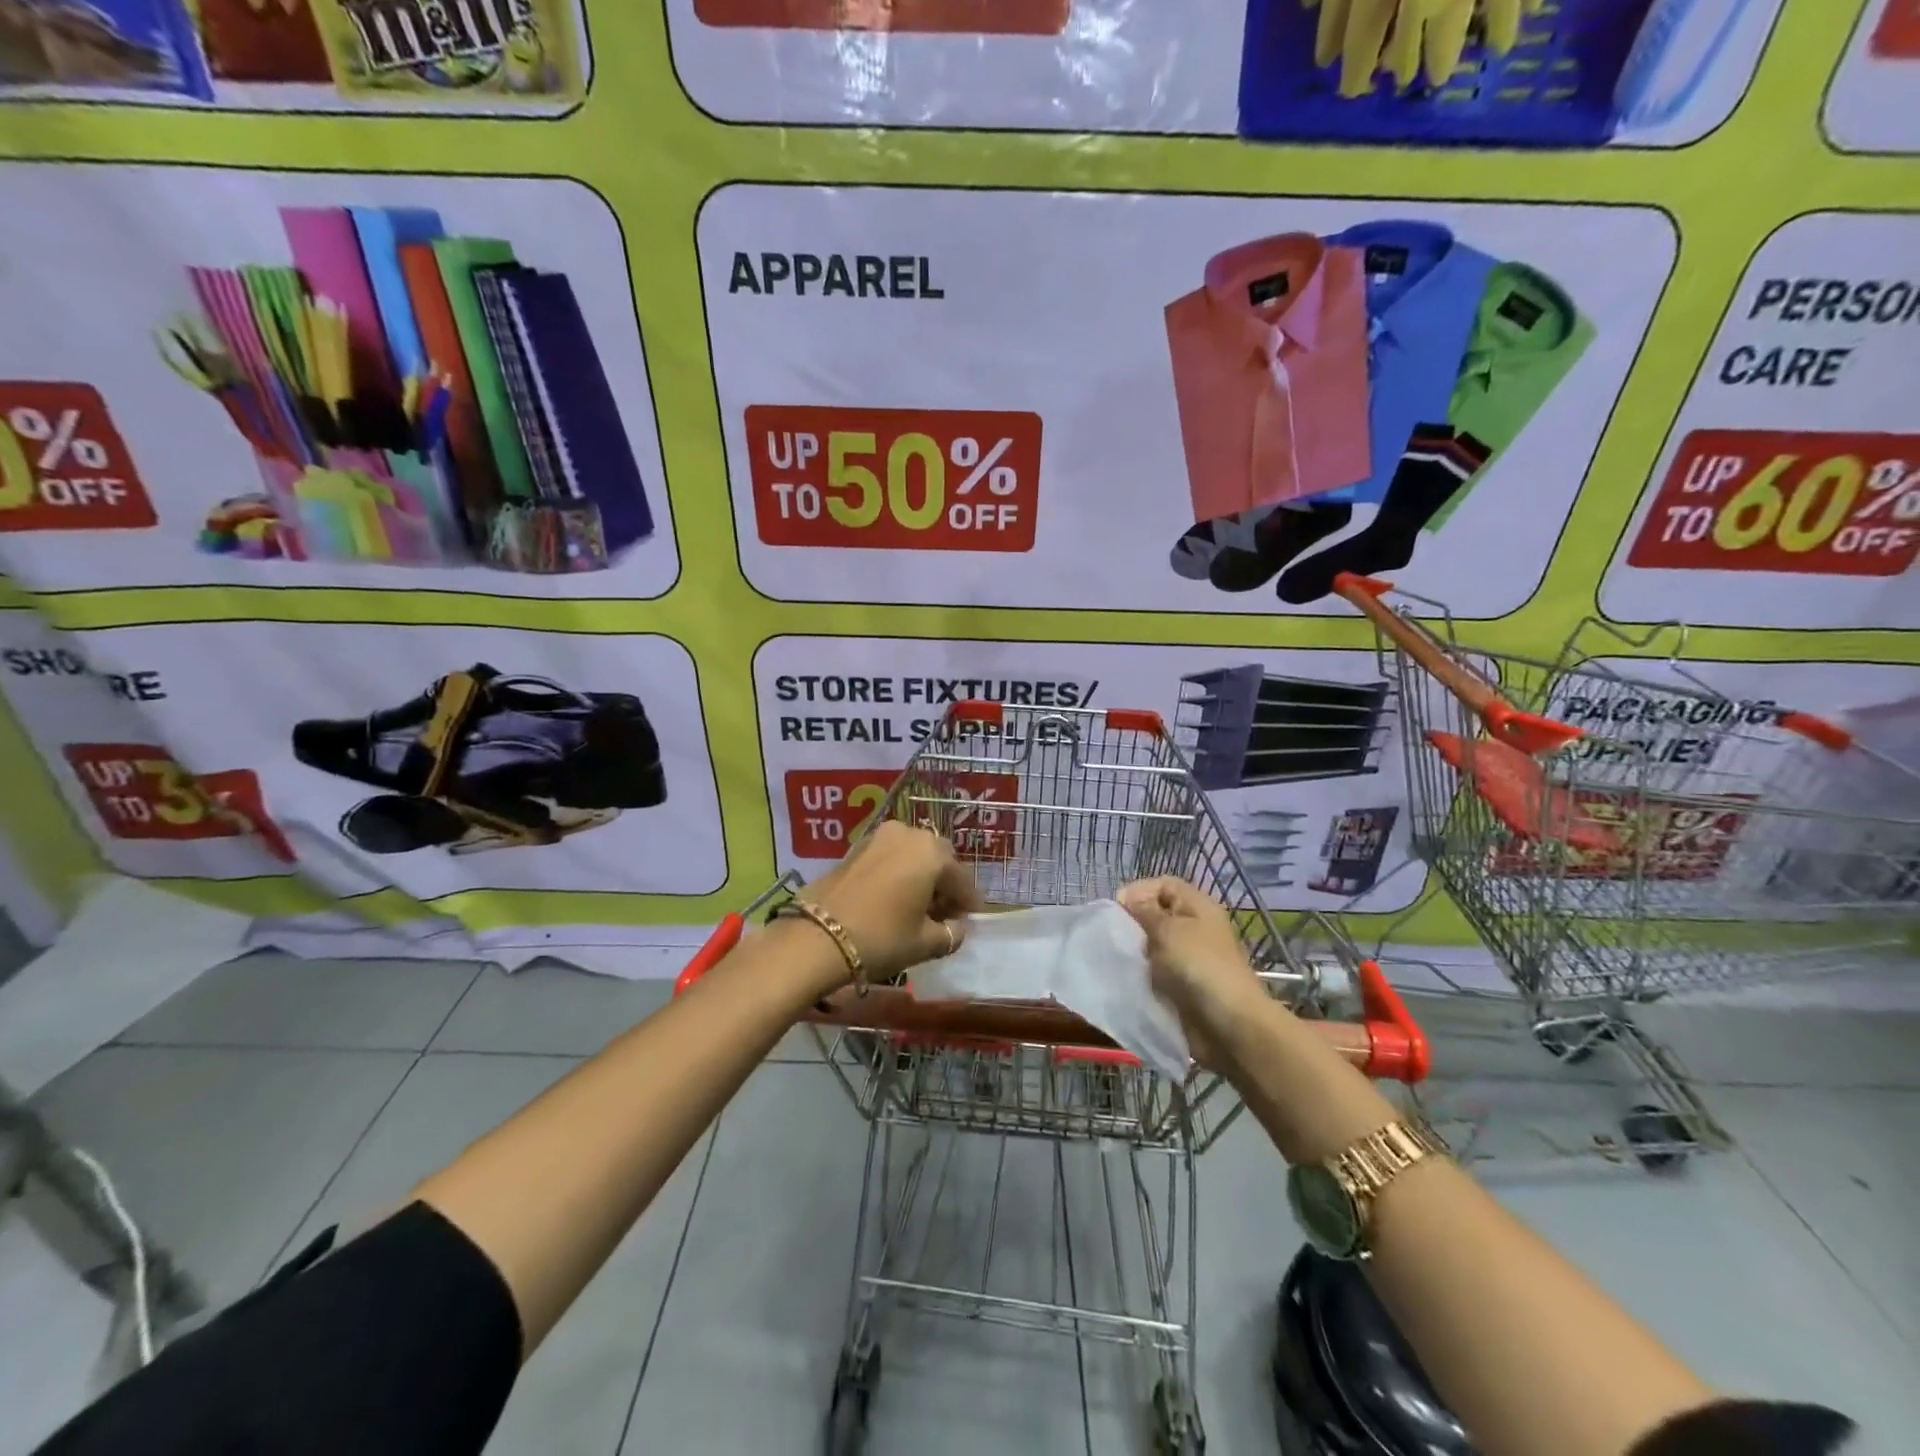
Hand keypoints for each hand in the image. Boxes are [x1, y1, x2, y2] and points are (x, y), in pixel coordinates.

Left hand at [801, 821, 982, 986]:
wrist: (817, 937)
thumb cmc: (881, 938)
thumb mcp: (925, 943)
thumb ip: (951, 934)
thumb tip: (956, 928)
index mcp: (932, 853)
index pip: (962, 879)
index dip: (968, 902)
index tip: (970, 920)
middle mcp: (909, 834)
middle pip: (938, 860)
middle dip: (944, 885)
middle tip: (944, 914)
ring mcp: (879, 836)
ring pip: (912, 856)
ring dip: (920, 877)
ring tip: (917, 908)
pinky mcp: (856, 847)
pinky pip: (890, 857)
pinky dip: (898, 874)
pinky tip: (894, 900)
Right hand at [1118, 877, 1273, 1067]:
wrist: (1228, 1024)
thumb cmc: (1199, 966)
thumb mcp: (1168, 930)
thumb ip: (1144, 911)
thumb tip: (1129, 898)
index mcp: (1197, 906)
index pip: (1163, 884)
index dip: (1139, 891)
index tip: (1117, 909)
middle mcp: (1195, 927)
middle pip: (1157, 913)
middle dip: (1134, 922)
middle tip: (1117, 936)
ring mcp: (1190, 957)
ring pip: (1154, 943)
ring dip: (1137, 950)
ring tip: (1121, 958)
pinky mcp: (1183, 984)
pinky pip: (1157, 970)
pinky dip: (1143, 972)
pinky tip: (1130, 977)